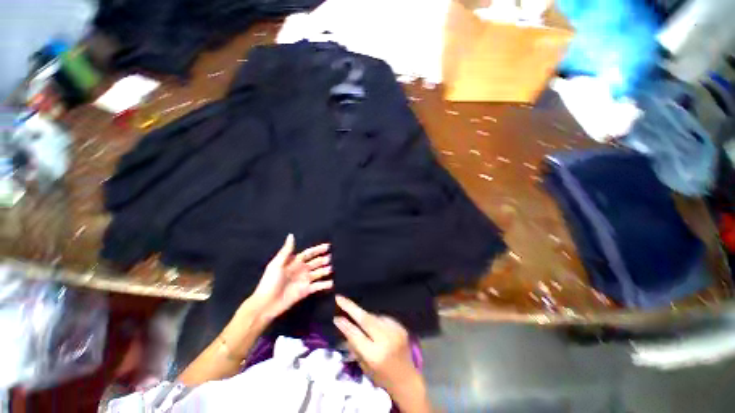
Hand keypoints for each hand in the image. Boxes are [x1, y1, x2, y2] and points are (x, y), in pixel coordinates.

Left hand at [251, 234, 332, 321]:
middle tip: (330, 258)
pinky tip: (331, 283)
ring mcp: (304, 280)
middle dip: (323, 260)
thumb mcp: (276, 264)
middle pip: (315, 262)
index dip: (318, 249)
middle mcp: (301, 270)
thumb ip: (286, 251)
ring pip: (318, 273)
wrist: (266, 304)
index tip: (328, 246)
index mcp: (295, 262)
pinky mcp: (306, 291)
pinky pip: (317, 286)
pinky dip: (324, 285)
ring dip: (324, 270)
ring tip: (330, 268)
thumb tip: (291, 235)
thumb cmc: (270, 282)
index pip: (309, 253)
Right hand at [333, 295, 423, 398]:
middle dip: (351, 307)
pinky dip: (375, 319)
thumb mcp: (364, 366)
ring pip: (374, 316)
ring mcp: (395, 331)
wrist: (407, 379)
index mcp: (375, 355)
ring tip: (355, 313)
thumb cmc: (382, 377)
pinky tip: (373, 323)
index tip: (335, 317)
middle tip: (340, 298)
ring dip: (364, 315)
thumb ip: (355, 346)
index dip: (345, 325)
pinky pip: (383, 318)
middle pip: (366, 319)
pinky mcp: (401, 327)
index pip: (356, 335)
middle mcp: (386, 340)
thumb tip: (344, 325)